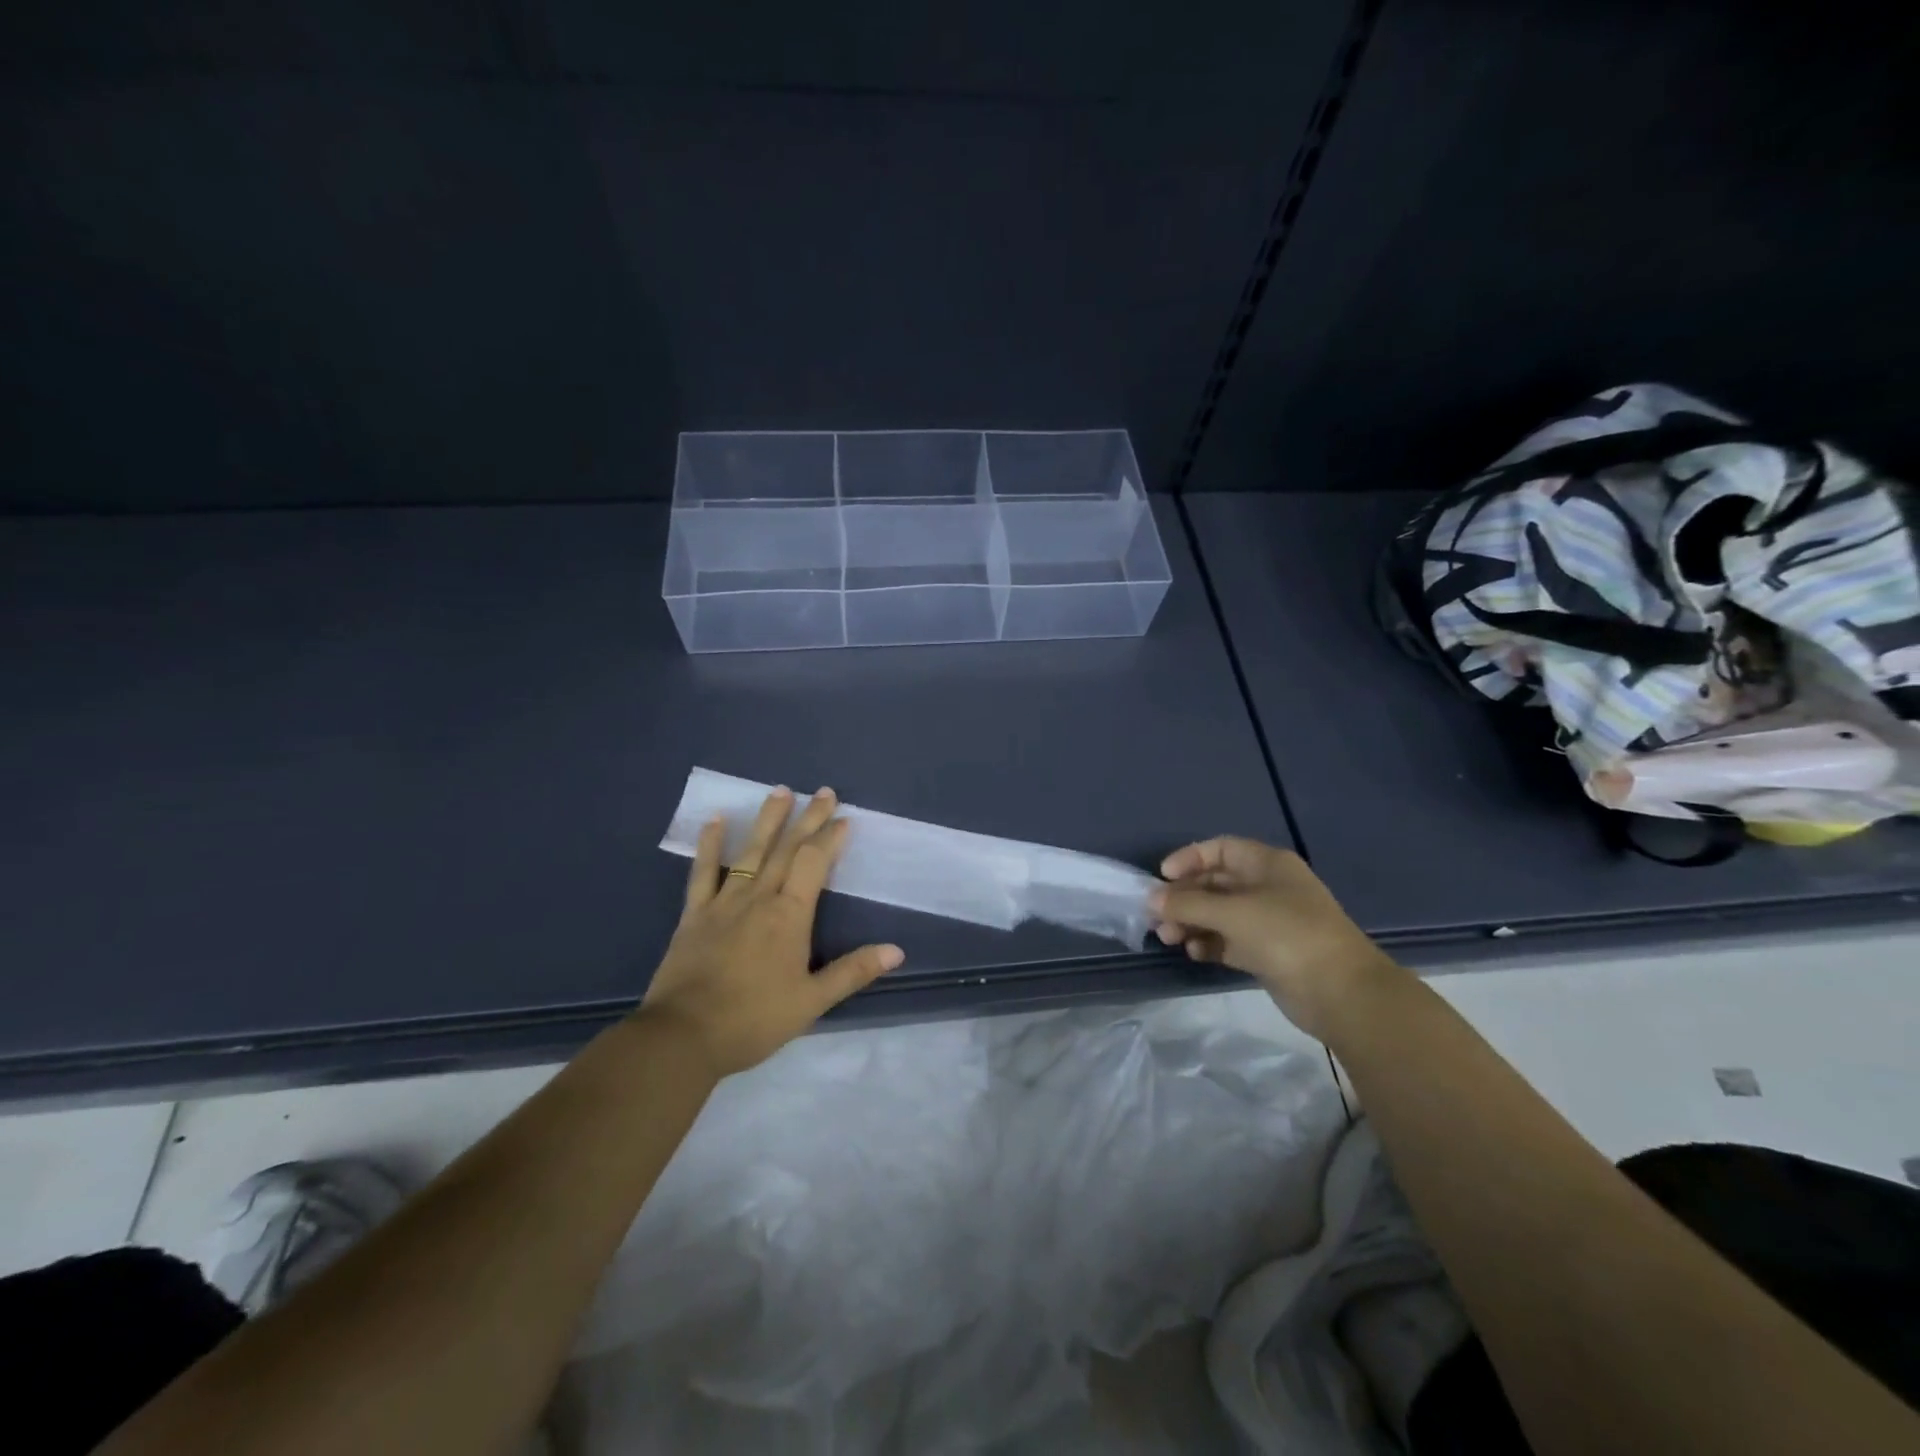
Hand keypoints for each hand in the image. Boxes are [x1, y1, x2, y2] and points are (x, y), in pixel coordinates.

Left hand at [639, 786, 903, 1076]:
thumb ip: (853, 971)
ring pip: (750, 852)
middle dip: (808, 818)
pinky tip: (714, 821)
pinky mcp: (694, 914)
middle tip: (823, 791)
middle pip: (787, 849)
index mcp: (789, 916)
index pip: (814, 864)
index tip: (844, 818)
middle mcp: (759, 898)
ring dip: (767, 820)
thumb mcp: (812, 1001)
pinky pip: (703, 872)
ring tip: (780, 791)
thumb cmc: (753, 1020)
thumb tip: (896, 950)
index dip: (830, 838)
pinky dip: (709, 846)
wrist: (683, 1037)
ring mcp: (724, 903)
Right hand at [1149, 837, 1400, 1038]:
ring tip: (1169, 938)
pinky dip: (1209, 943)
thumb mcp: (1233, 912)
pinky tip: (1193, 952)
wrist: (1342, 993)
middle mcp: (1268, 888)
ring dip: (1192, 922)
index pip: (1221, 849)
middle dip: (1185, 897)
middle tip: (1157, 915)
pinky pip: (1229, 940)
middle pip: (1216, 883)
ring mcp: (1269, 922)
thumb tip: (1151, 899)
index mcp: (1267, 864)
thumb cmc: (1287, 935)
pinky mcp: (1268, 953)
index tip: (1162, 877)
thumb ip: (1188, 903)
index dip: (1190, 858)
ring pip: (1220, 914)